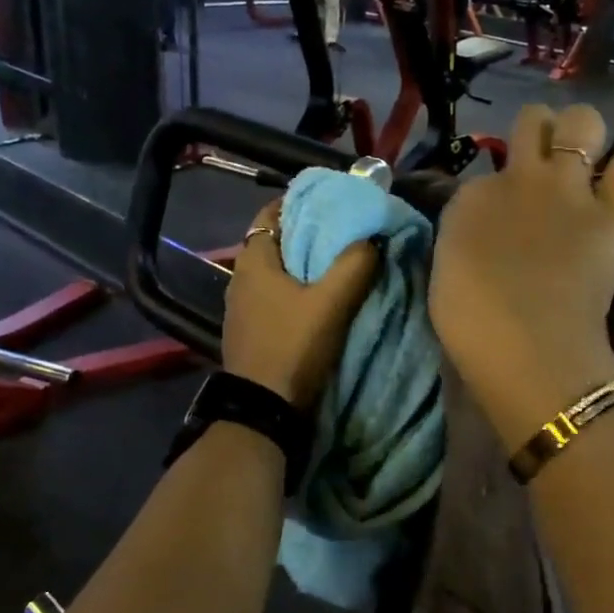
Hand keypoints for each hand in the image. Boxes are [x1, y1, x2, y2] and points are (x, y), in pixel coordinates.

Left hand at [222, 201, 378, 409]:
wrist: (264, 410)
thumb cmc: (293, 346)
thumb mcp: (331, 302)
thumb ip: (355, 264)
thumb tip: (372, 237)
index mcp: (253, 262)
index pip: (270, 214)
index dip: (299, 203)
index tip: (331, 202)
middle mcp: (240, 278)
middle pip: (274, 242)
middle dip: (305, 233)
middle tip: (343, 231)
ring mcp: (242, 307)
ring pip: (275, 271)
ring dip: (301, 264)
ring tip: (338, 263)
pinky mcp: (250, 330)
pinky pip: (274, 296)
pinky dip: (294, 289)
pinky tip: (319, 299)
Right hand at [429, 105, 613, 443]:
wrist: (527, 346)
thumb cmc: (474, 326)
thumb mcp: (447, 274)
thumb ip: (466, 239)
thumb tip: (487, 233)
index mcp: (469, 198)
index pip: (484, 173)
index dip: (497, 192)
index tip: (503, 218)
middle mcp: (518, 178)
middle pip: (532, 120)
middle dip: (541, 133)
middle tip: (547, 164)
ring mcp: (567, 189)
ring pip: (584, 120)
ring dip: (586, 136)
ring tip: (587, 164)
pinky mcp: (612, 212)